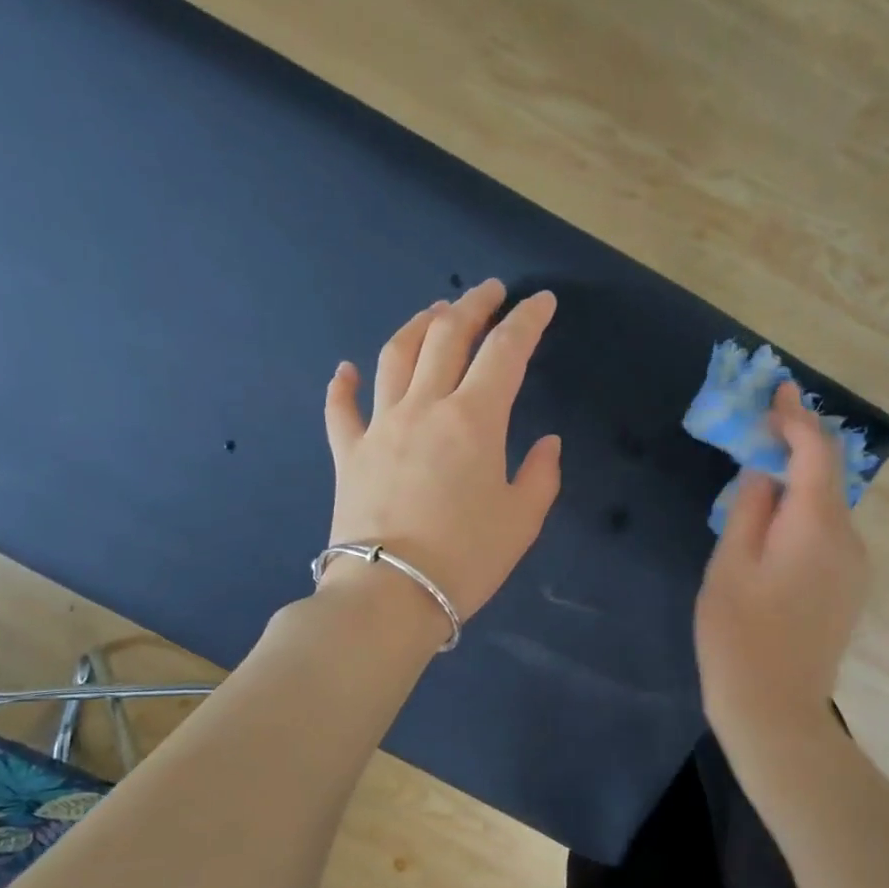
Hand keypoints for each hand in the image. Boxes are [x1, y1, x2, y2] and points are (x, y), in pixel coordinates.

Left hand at [321, 279, 561, 625]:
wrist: (390, 595)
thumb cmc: (466, 558)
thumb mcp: (522, 520)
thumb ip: (541, 474)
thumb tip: (547, 442)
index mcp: (475, 419)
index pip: (506, 352)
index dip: (527, 320)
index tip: (542, 301)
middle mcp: (425, 407)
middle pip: (447, 337)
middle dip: (473, 306)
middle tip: (490, 292)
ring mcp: (380, 426)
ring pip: (395, 356)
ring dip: (417, 326)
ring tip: (434, 313)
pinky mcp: (349, 453)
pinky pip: (341, 409)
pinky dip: (343, 385)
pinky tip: (346, 370)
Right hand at [695, 381, 868, 743]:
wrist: (776, 712)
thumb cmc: (739, 636)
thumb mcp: (730, 565)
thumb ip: (749, 509)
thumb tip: (763, 472)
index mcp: (816, 526)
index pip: (815, 453)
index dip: (797, 417)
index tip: (778, 390)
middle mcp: (848, 539)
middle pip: (827, 476)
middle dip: (797, 444)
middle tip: (761, 425)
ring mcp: (854, 567)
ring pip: (827, 506)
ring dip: (798, 481)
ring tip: (758, 475)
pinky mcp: (848, 588)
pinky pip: (828, 533)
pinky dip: (804, 513)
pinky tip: (774, 524)